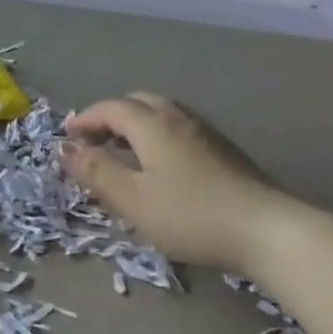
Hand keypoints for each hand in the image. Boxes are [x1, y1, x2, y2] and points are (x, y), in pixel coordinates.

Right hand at [61, 92, 301, 270]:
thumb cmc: (191, 215)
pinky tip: (159, 167)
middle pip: (137, 102)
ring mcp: (206, 132)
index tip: (67, 137)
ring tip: (123, 154)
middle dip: (110, 117)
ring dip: (135, 127)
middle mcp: (178, 118)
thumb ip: (96, 172)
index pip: (110, 108)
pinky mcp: (224, 151)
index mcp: (152, 124)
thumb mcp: (133, 199)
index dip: (85, 119)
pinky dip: (156, 137)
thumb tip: (63, 148)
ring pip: (161, 114)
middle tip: (93, 143)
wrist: (270, 231)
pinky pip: (178, 129)